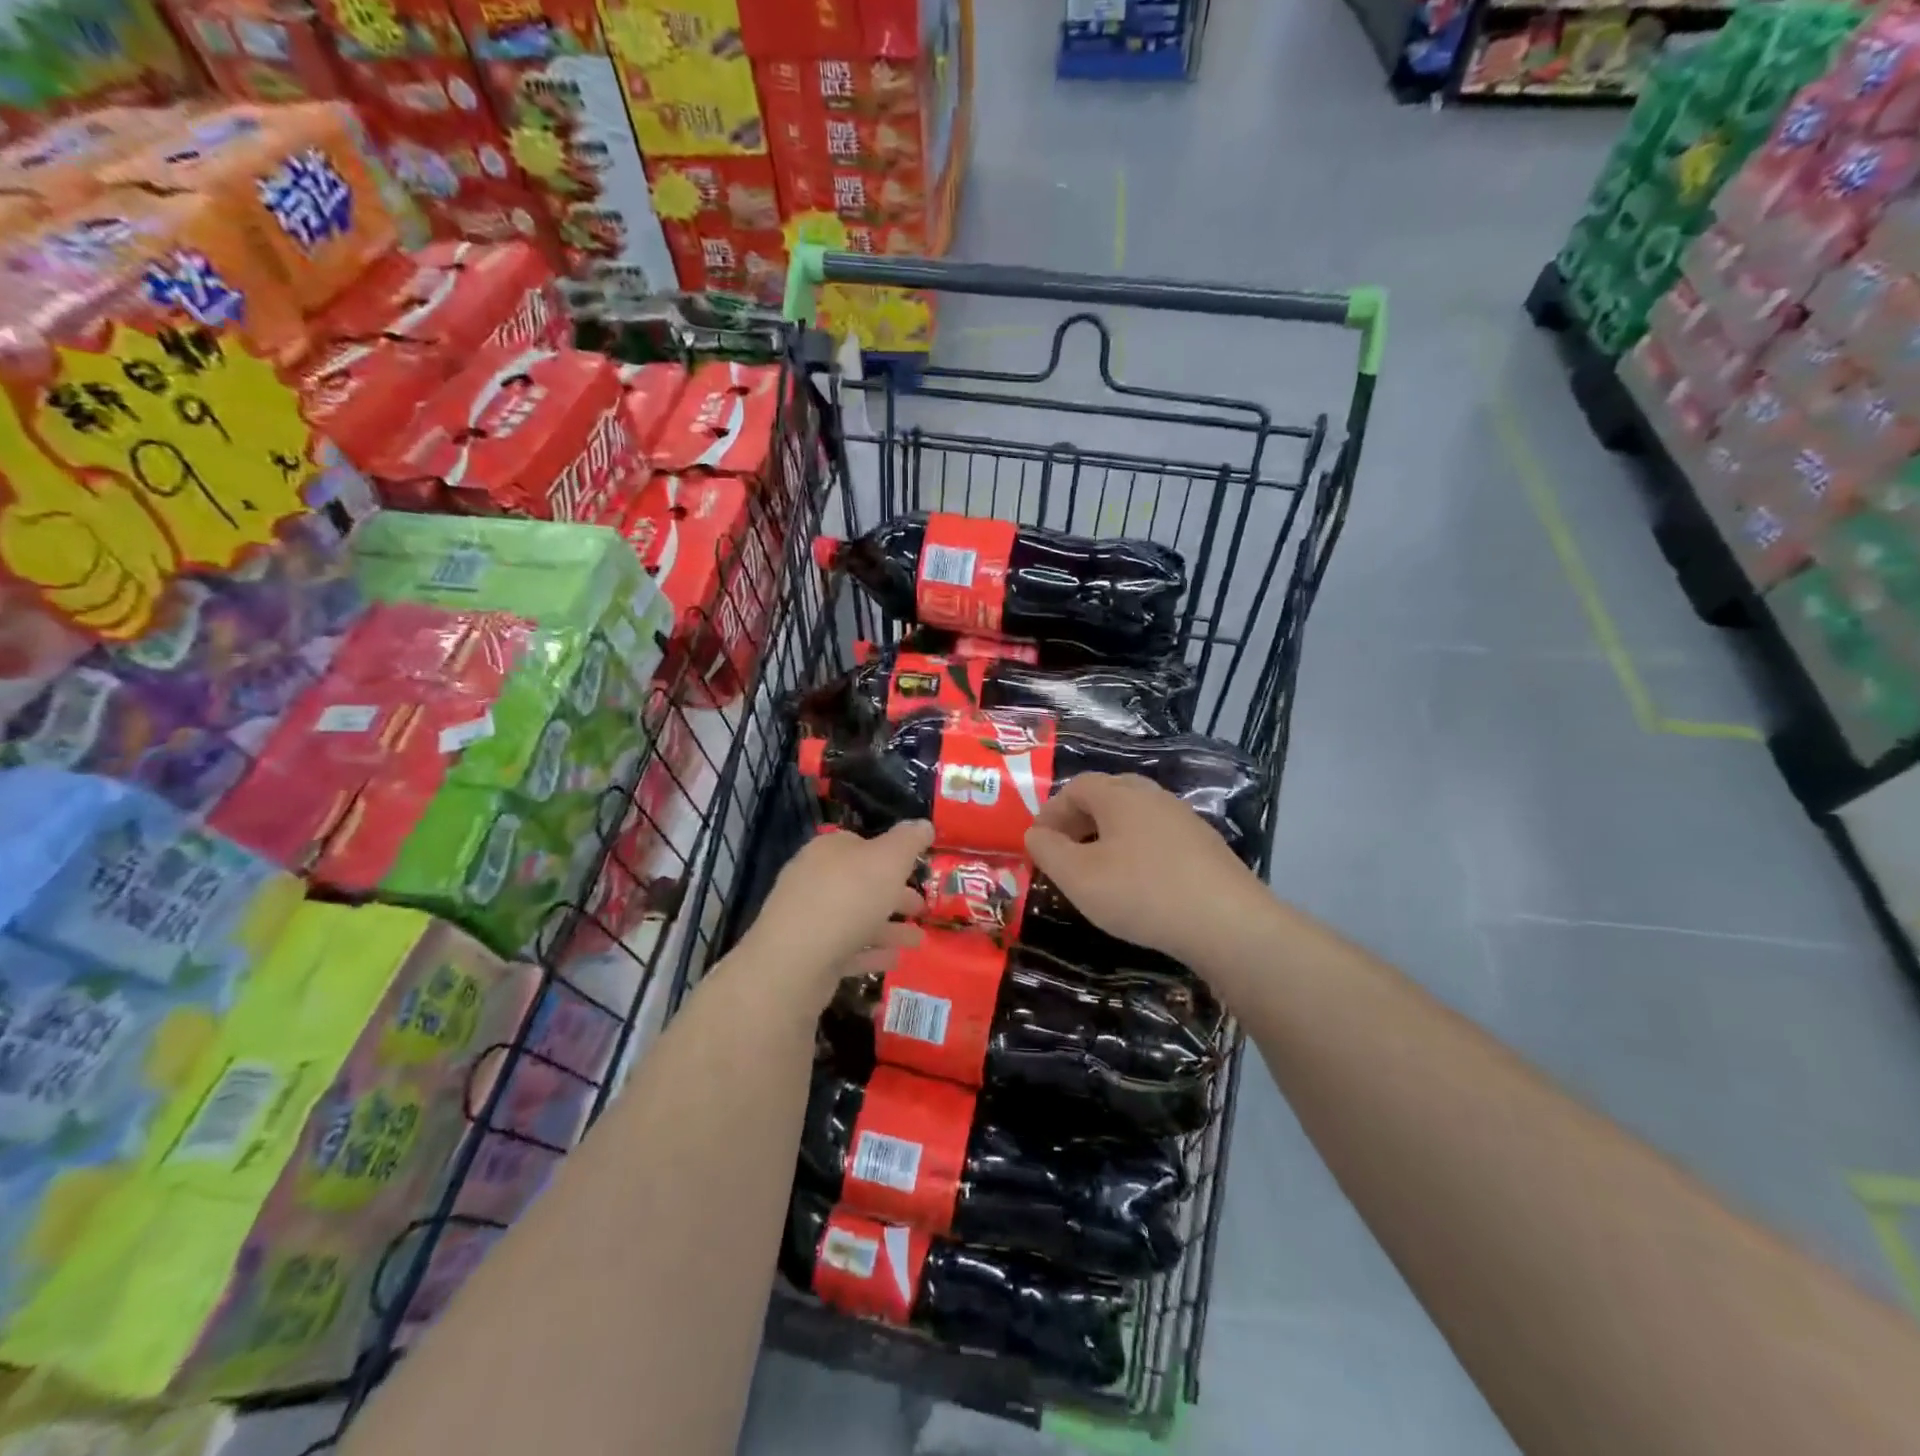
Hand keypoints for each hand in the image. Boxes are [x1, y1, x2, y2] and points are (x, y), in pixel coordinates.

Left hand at [745, 820, 932, 989]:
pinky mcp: (807, 955)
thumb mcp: (888, 860)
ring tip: (918, 941)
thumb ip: (908, 841)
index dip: (890, 854)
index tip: (915, 869)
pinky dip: (871, 952)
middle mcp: (814, 880)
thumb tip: (923, 824)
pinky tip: (894, 959)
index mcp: (828, 850)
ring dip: (888, 928)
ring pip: (856, 918)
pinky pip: (846, 949)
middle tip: (922, 909)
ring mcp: (808, 919)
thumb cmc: (847, 899)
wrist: (794, 963)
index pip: (860, 843)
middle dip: (893, 895)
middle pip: (860, 883)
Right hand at [1025, 773, 1268, 965]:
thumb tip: (1035, 834)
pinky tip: (1137, 883)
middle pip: (1108, 795)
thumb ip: (1049, 851)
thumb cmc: (1142, 893)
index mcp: (1120, 795)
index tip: (1038, 841)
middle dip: (1079, 819)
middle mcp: (1153, 797)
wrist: (1227, 923)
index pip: (1077, 787)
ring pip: (1135, 816)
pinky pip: (1158, 836)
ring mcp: (1184, 819)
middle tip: (1064, 851)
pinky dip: (1136, 850)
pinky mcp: (1205, 846)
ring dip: (1108, 835)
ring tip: (1096, 869)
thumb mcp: (1079, 877)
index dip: (1052, 811)